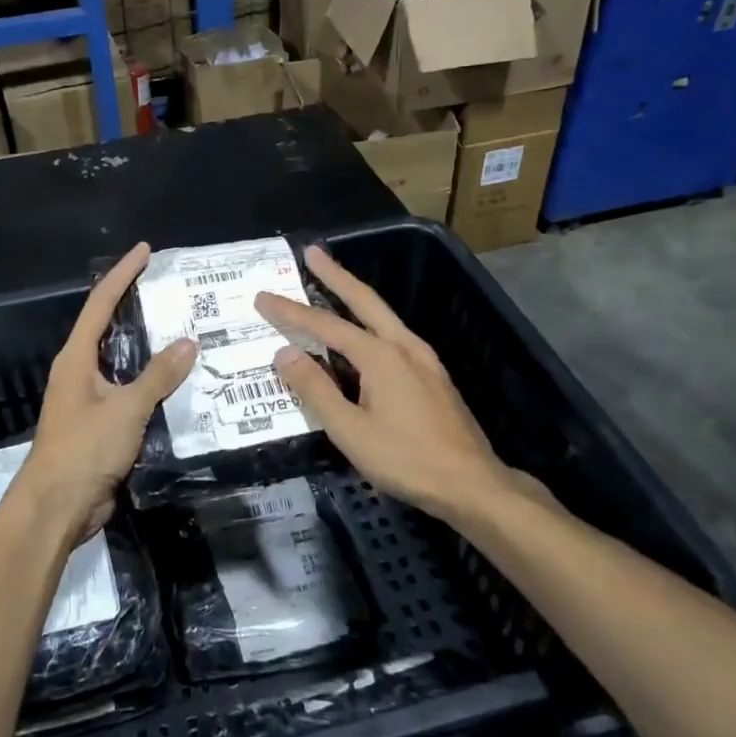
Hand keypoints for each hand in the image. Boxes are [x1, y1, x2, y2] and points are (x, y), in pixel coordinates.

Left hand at [18, 243, 196, 545]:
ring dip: (149, 348)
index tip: (145, 250)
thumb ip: (158, 376)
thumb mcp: (125, 409)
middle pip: (109, 328)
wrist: (57, 507)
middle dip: (137, 306)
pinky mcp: (100, 425)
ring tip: (184, 330)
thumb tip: (188, 342)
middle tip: (172, 290)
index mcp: (76, 358)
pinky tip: (178, 382)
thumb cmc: (84, 449)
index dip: (122, 274)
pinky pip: (129, 393)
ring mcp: (88, 399)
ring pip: (122, 363)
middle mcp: (80, 372)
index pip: (101, 304)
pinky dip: (152, 383)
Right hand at [256, 245, 549, 525]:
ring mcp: (423, 359)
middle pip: (364, 300)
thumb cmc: (407, 459)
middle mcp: (403, 346)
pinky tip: (364, 334)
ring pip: (382, 315)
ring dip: (355, 295)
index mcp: (380, 356)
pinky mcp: (432, 375)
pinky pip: (393, 335)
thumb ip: (316, 390)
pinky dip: (370, 321)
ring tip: (332, 283)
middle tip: (312, 252)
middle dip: (335, 274)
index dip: (291, 312)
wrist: (472, 484)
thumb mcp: (351, 431)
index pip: (325, 326)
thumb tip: (284, 353)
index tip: (263, 297)